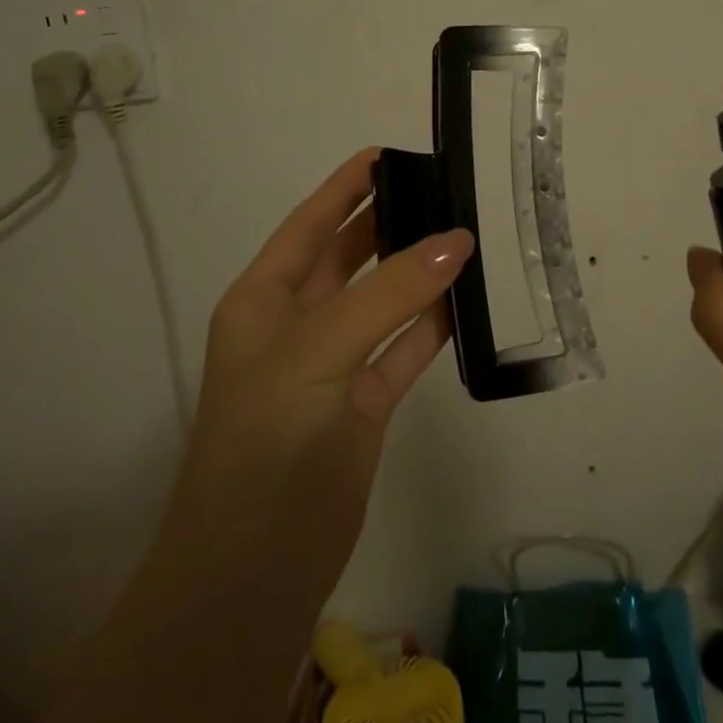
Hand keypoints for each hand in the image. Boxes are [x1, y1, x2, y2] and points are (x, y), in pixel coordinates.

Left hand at [169, 148, 473, 605]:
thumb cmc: (268, 439)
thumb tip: (456, 240)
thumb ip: (390, 293)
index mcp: (264, 299)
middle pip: (349, 256)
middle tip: (446, 190)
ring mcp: (333, 365)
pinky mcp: (364, 404)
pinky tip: (468, 300)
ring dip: (418, 272)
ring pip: (383, 301)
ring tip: (468, 235)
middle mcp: (297, 324)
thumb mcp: (319, 350)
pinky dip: (433, 325)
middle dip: (390, 222)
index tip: (391, 152)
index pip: (310, 223)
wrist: (254, 570)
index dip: (346, 186)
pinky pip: (404, 349)